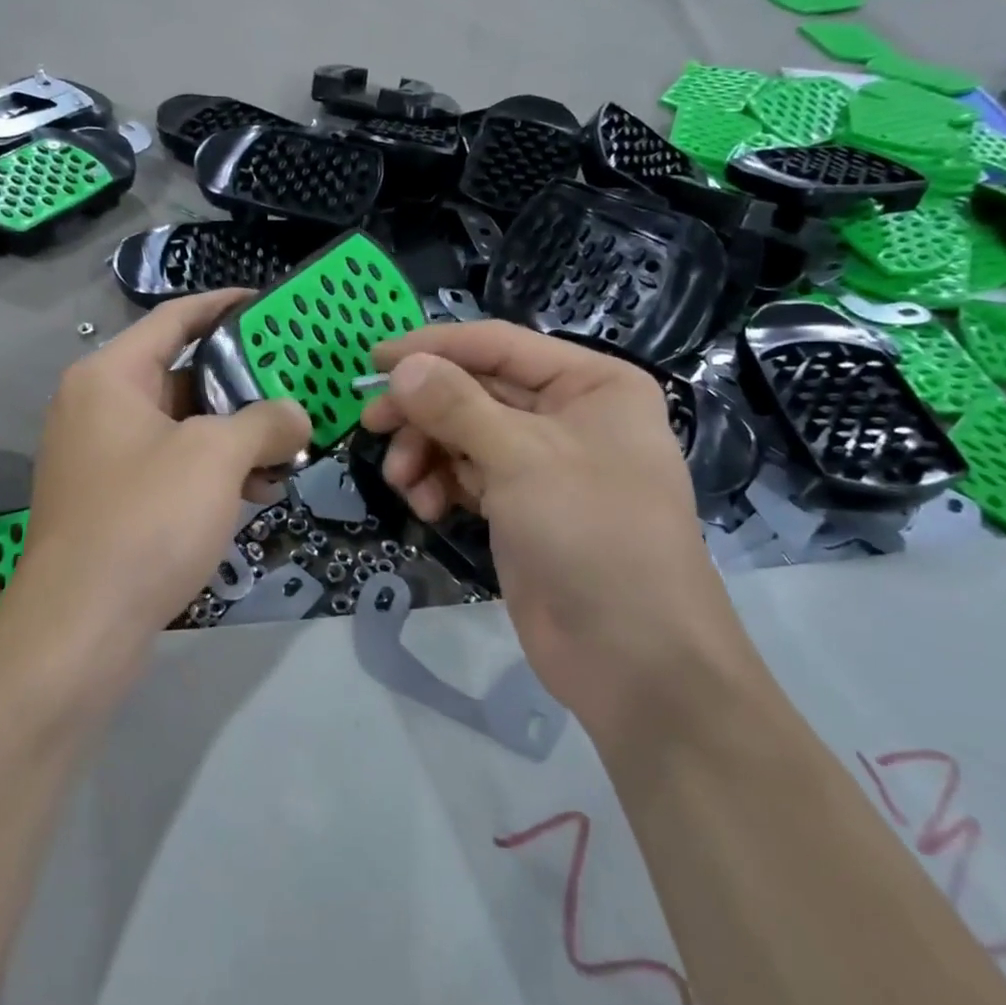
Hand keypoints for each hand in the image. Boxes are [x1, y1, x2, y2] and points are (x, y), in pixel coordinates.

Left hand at [1, 291, 310, 692]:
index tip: (270, 303)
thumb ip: (265, 422)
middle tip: (296, 386)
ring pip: (182, 428)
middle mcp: (98, 408)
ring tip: (289, 449)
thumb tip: (294, 416)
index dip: (224, 305)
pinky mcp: (112, 503)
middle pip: (182, 375)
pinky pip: (171, 468)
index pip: (174, 319)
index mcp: (109, 377)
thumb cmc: (146, 519)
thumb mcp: (216, 457)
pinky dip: (212, 472)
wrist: (80, 628)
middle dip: (243, 385)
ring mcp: (102, 459)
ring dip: (235, 436)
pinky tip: (258, 490)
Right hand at [361, 323, 745, 734]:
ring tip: (403, 484)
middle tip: (371, 426)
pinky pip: (468, 476)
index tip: (373, 360)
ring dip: (427, 454)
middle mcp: (568, 415)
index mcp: (590, 383)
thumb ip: (455, 406)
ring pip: (465, 436)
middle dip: (424, 411)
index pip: (497, 345)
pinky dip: (441, 486)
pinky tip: (428, 511)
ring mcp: (544, 464)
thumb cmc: (592, 536)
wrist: (634, 659)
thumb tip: (401, 366)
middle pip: (475, 391)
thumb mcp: (522, 458)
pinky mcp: (522, 507)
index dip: (433, 347)